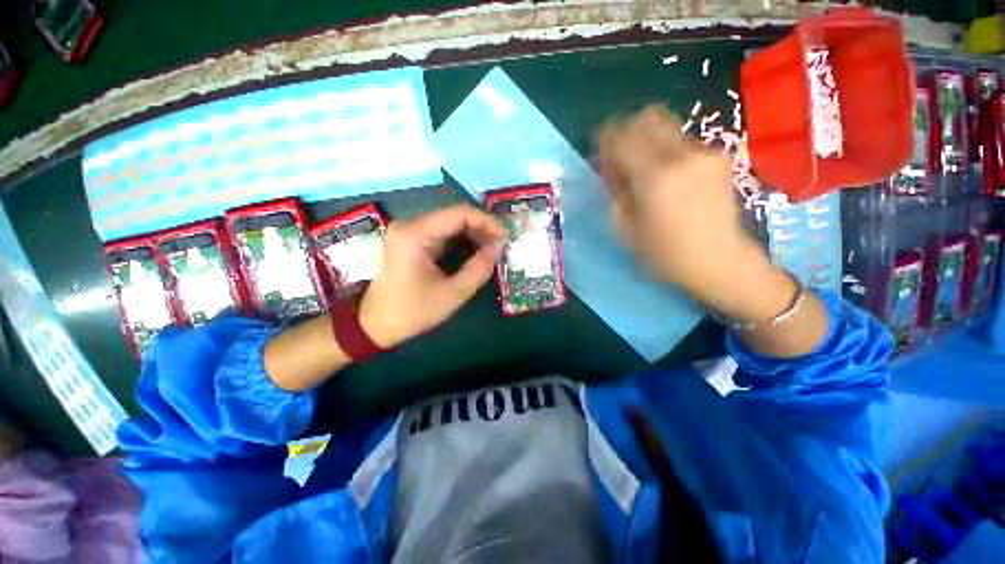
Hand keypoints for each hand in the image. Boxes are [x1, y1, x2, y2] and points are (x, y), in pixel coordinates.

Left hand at [359, 205, 506, 347]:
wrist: (375, 324)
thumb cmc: (412, 311)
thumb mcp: (452, 294)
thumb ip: (479, 269)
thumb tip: (497, 248)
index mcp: (416, 234)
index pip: (459, 213)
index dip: (486, 222)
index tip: (504, 237)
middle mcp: (411, 225)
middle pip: (454, 215)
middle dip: (481, 229)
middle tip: (500, 246)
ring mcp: (409, 231)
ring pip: (450, 223)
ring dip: (473, 234)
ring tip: (491, 250)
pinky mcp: (411, 240)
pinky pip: (442, 233)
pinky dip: (461, 240)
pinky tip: (474, 251)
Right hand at [596, 105, 766, 302]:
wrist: (719, 260)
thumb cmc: (664, 254)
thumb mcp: (625, 229)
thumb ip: (614, 192)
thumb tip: (609, 167)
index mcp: (654, 177)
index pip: (621, 137)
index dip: (604, 139)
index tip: (599, 154)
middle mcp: (681, 155)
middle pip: (647, 117)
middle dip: (626, 131)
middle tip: (618, 156)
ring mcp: (704, 152)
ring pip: (665, 125)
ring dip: (646, 139)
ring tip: (642, 167)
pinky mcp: (718, 156)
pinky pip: (681, 140)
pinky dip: (665, 148)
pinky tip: (666, 175)